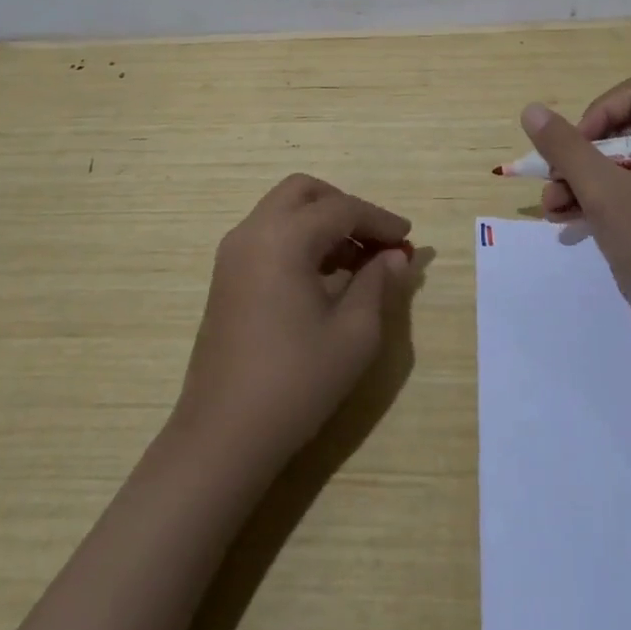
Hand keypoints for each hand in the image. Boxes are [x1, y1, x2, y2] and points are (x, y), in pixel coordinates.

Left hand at [175, 174, 414, 464]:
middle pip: (304, 192)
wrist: (223, 437)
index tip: (408, 239)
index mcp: (283, 238)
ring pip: (284, 211)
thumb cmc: (296, 382)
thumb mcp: (355, 333)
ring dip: (322, 223)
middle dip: (345, 207)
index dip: (380, 220)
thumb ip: (378, 283)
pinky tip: (325, 278)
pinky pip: (268, 236)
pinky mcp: (226, 278)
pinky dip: (300, 240)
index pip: (342, 208)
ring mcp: (233, 255)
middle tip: (375, 240)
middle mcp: (253, 232)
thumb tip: (395, 256)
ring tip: (358, 262)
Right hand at [523, 78, 630, 361]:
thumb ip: (566, 148)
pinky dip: (590, 199)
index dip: (598, 115)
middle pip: (618, 130)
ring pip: (612, 163)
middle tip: (554, 179)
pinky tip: (560, 217)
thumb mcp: (604, 192)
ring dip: (576, 180)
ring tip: (551, 206)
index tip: (578, 149)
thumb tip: (531, 110)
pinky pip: (618, 191)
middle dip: (579, 156)